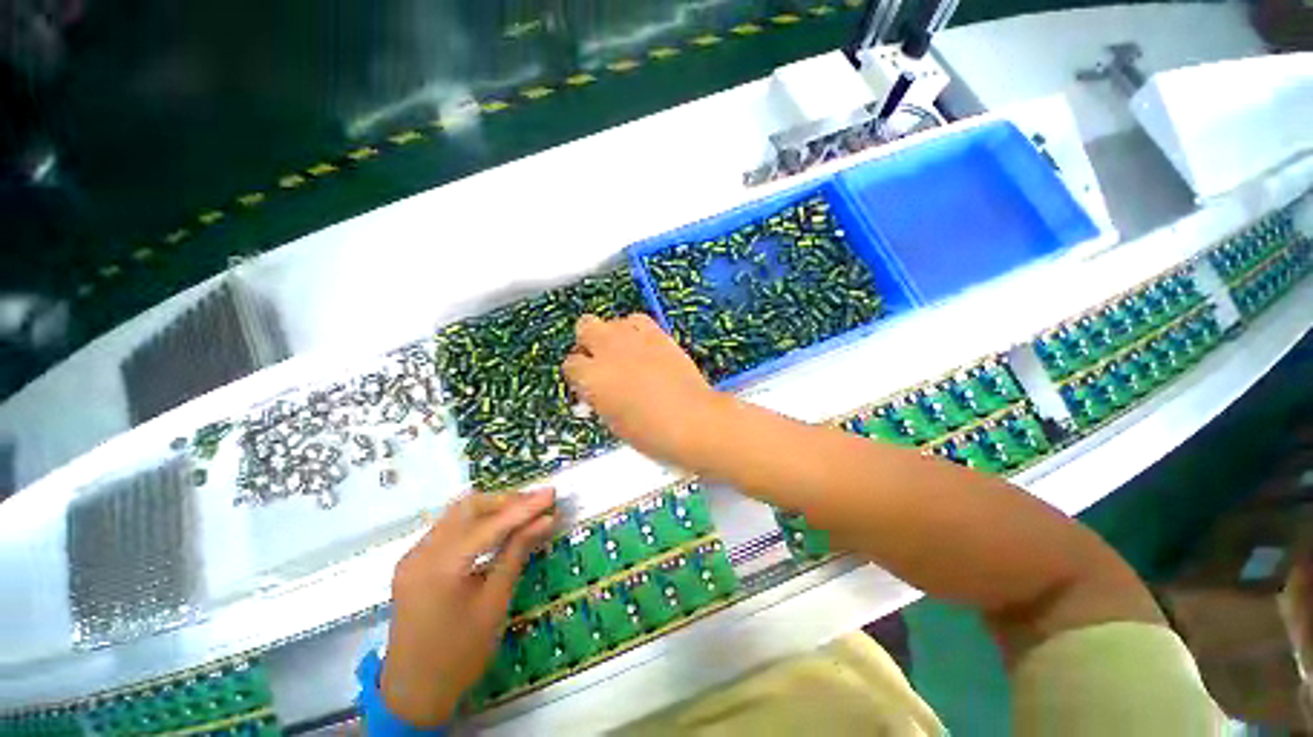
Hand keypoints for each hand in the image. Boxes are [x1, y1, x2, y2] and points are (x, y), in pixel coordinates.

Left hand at [381, 489, 555, 725]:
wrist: (413, 693)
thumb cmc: (460, 654)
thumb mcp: (495, 603)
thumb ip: (517, 552)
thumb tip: (546, 519)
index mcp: (440, 568)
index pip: (490, 524)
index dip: (524, 507)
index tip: (552, 494)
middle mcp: (421, 553)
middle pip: (469, 507)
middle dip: (507, 501)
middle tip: (538, 504)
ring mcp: (413, 555)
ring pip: (458, 513)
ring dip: (492, 508)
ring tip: (524, 512)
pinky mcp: (414, 561)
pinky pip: (449, 527)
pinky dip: (477, 521)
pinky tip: (498, 528)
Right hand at [562, 313, 723, 464]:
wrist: (692, 420)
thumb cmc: (651, 433)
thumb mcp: (612, 421)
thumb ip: (599, 397)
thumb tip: (597, 390)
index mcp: (591, 378)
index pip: (571, 364)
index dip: (580, 375)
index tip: (589, 383)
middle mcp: (607, 351)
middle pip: (584, 327)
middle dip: (589, 343)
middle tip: (600, 361)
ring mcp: (633, 339)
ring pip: (610, 321)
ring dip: (612, 335)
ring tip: (624, 353)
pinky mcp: (657, 334)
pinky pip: (637, 320)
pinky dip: (635, 330)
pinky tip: (642, 345)